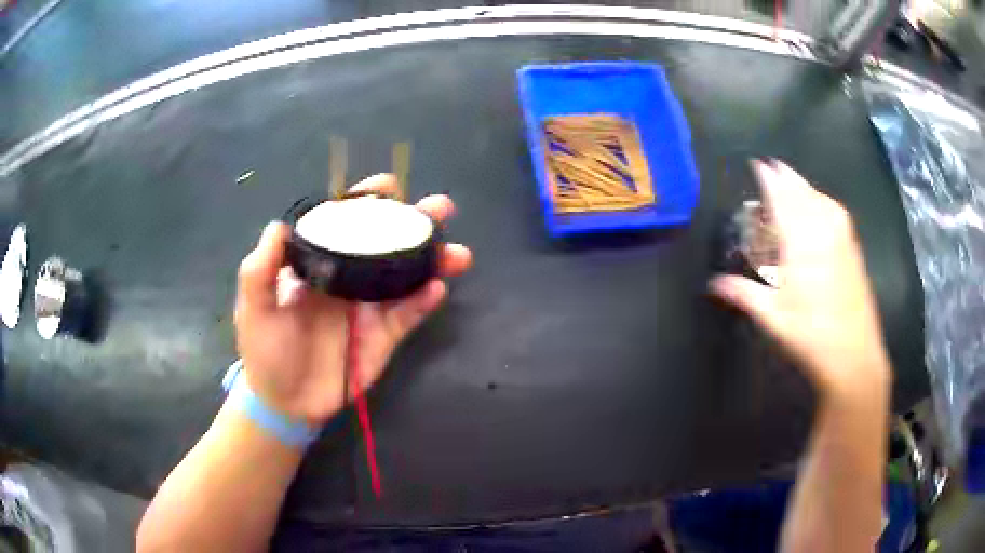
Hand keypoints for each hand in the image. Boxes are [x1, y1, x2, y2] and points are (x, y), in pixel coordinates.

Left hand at [234, 174, 472, 424]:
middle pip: (386, 243)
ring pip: (407, 276)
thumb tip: (279, 227)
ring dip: (434, 260)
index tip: (387, 188)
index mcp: (319, 263)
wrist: (285, 402)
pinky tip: (436, 289)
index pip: (346, 223)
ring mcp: (370, 307)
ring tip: (457, 253)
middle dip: (415, 222)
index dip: (366, 202)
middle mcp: (349, 278)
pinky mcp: (384, 336)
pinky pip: (408, 314)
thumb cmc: (265, 352)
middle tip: (440, 209)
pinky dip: (424, 301)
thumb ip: (260, 270)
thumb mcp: (254, 309)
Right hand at [711, 160, 890, 401]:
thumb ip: (743, 293)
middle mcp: (823, 229)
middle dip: (786, 176)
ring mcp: (842, 237)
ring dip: (804, 187)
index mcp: (802, 240)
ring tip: (792, 184)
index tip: (757, 163)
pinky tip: (819, 208)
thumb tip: (713, 284)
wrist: (854, 355)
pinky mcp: (853, 248)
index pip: (782, 197)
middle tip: (771, 167)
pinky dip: (821, 201)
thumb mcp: (772, 317)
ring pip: (820, 198)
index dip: (769, 178)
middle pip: (802, 191)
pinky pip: (834, 211)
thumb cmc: (811, 335)